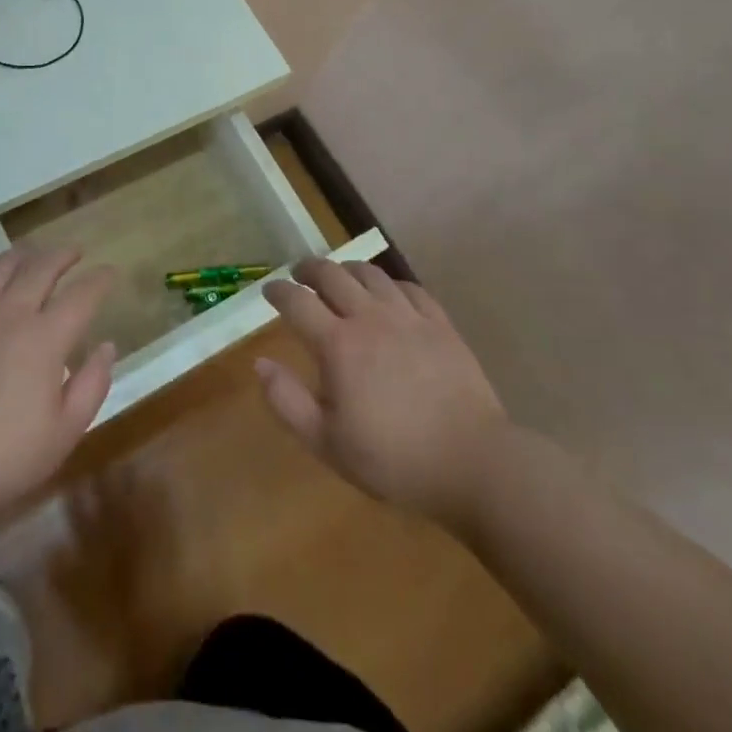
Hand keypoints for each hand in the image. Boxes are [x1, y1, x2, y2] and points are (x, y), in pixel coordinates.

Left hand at [0, 246, 116, 531]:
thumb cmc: (2, 457)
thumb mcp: (63, 434)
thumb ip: (92, 385)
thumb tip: (106, 346)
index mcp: (46, 336)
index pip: (82, 293)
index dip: (100, 279)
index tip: (110, 273)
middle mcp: (11, 310)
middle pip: (43, 265)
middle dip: (64, 254)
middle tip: (75, 253)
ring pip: (3, 264)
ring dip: (25, 255)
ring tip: (34, 256)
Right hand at [258, 258, 505, 528]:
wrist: (472, 461)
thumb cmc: (393, 459)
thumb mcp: (328, 443)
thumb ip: (288, 401)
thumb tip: (260, 364)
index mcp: (338, 344)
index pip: (298, 302)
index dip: (278, 291)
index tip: (268, 290)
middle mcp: (369, 318)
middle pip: (332, 275)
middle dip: (309, 269)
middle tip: (299, 274)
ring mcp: (408, 316)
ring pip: (371, 273)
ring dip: (347, 269)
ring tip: (340, 276)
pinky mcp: (439, 323)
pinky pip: (409, 288)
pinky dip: (390, 283)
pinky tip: (388, 293)